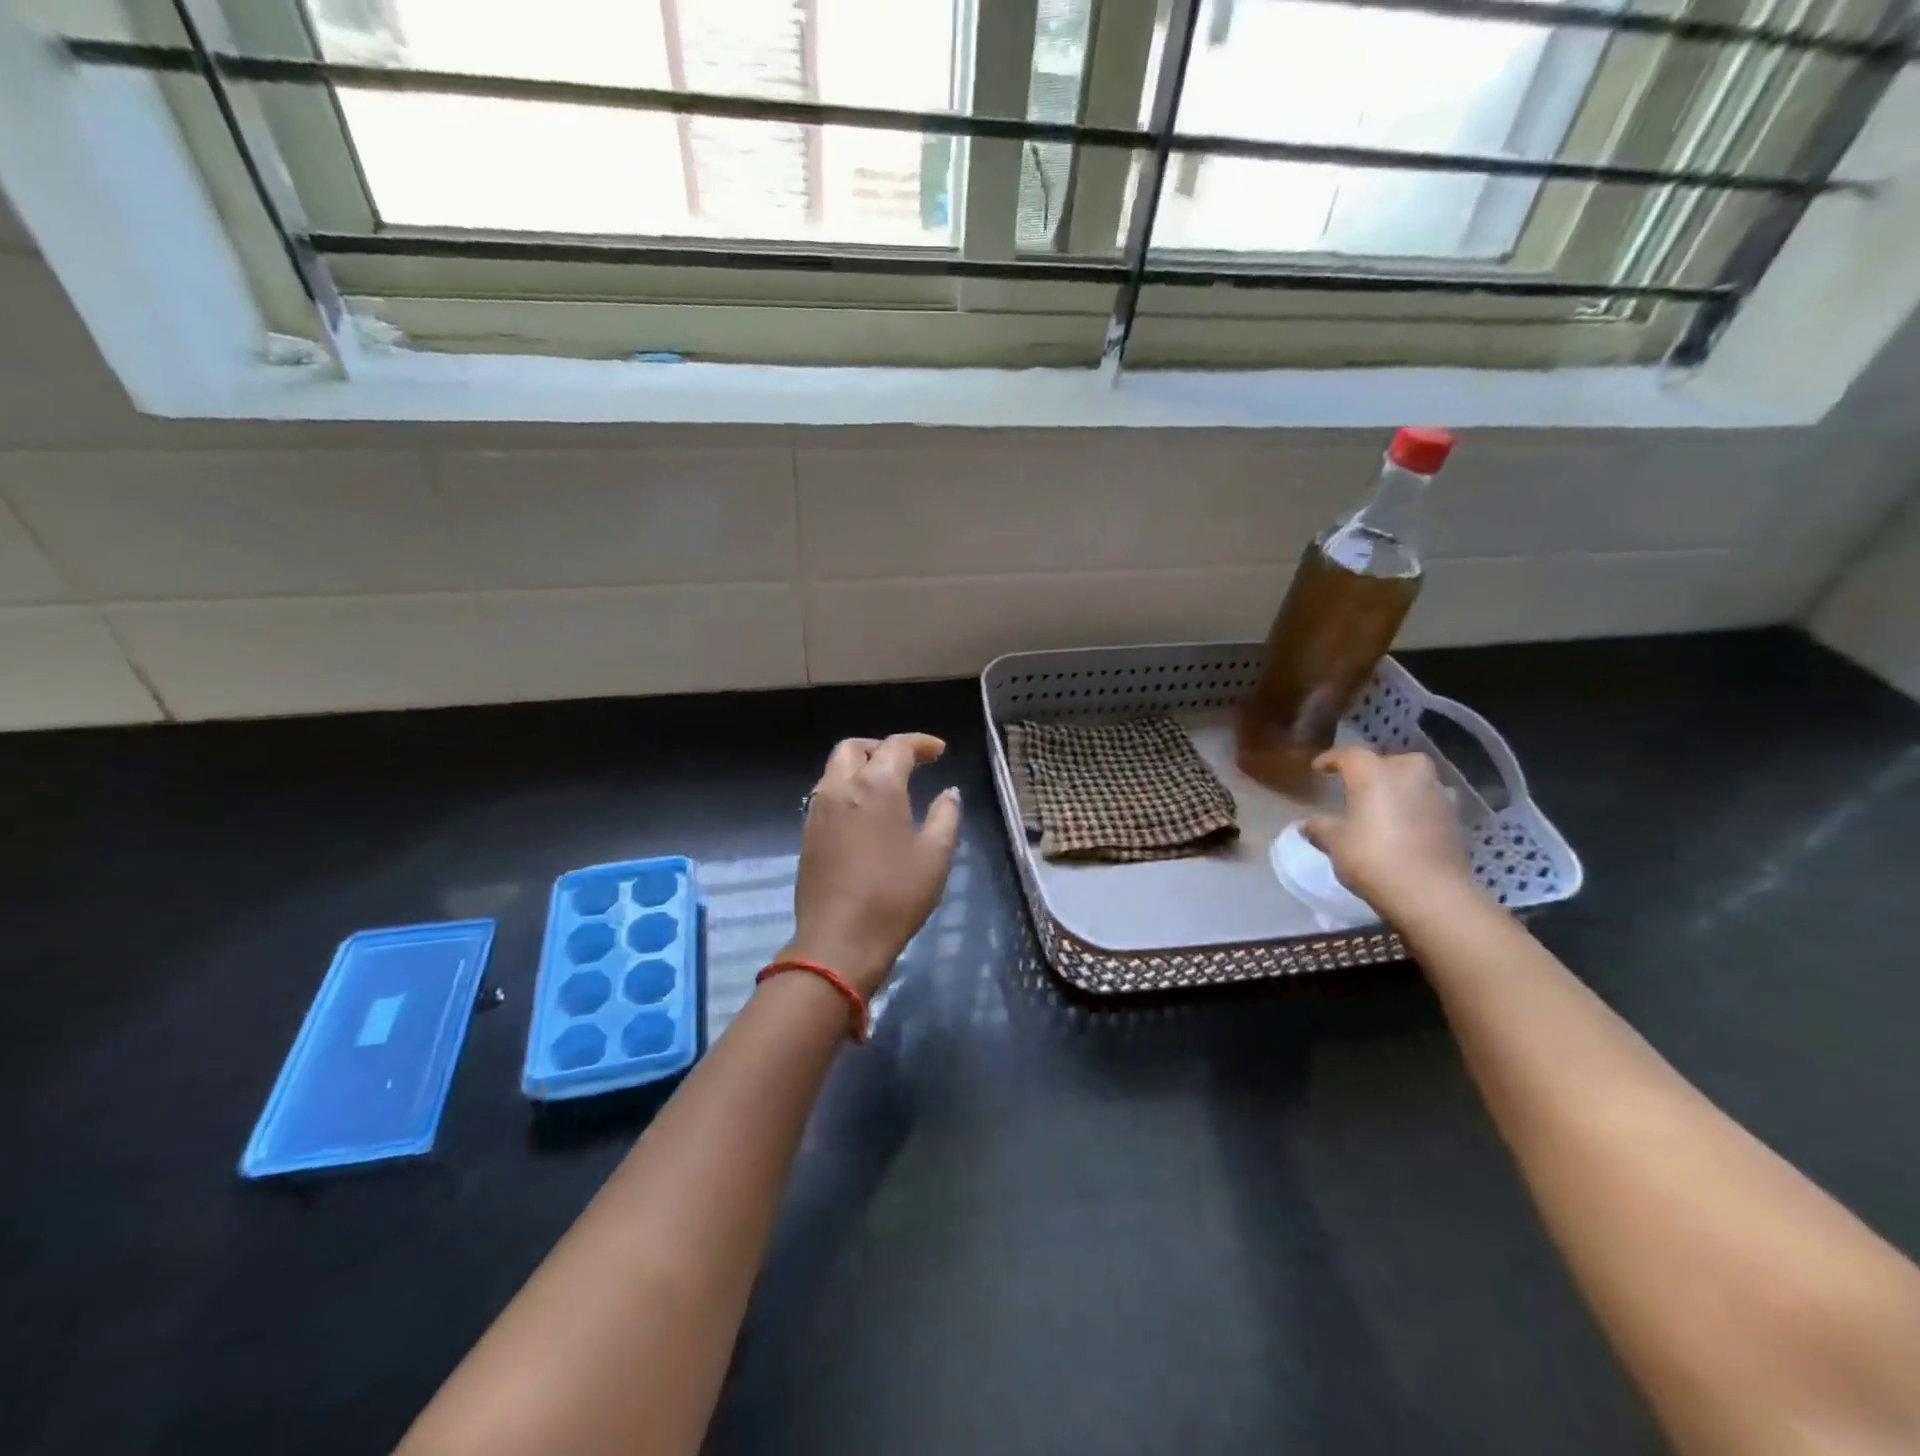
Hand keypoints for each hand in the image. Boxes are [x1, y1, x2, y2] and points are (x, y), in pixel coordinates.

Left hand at [779, 734, 961, 998]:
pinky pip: (826, 794)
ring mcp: (818, 811)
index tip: (939, 752)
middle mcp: (840, 788)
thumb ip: (945, 816)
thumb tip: (948, 793)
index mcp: (875, 786)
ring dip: (861, 766)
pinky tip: (865, 813)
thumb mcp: (935, 856)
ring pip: (835, 769)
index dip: (921, 743)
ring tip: (887, 786)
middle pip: (855, 748)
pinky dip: (847, 789)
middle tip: (908, 763)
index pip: (896, 746)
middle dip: (882, 747)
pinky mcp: (807, 834)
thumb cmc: (895, 896)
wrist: (839, 941)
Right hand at [1304, 746, 1474, 916]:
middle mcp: (1409, 773)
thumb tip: (1305, 824)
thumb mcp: (1335, 843)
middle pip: (1387, 763)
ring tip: (1382, 807)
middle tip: (1356, 788)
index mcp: (1374, 772)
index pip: (1349, 754)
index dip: (1331, 760)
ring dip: (1398, 790)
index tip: (1318, 769)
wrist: (1431, 893)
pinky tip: (1405, 826)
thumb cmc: (1373, 857)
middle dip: (1372, 771)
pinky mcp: (1455, 818)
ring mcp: (1437, 794)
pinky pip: (1428, 803)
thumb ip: (1320, 828)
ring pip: (1413, 781)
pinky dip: (1416, 809)